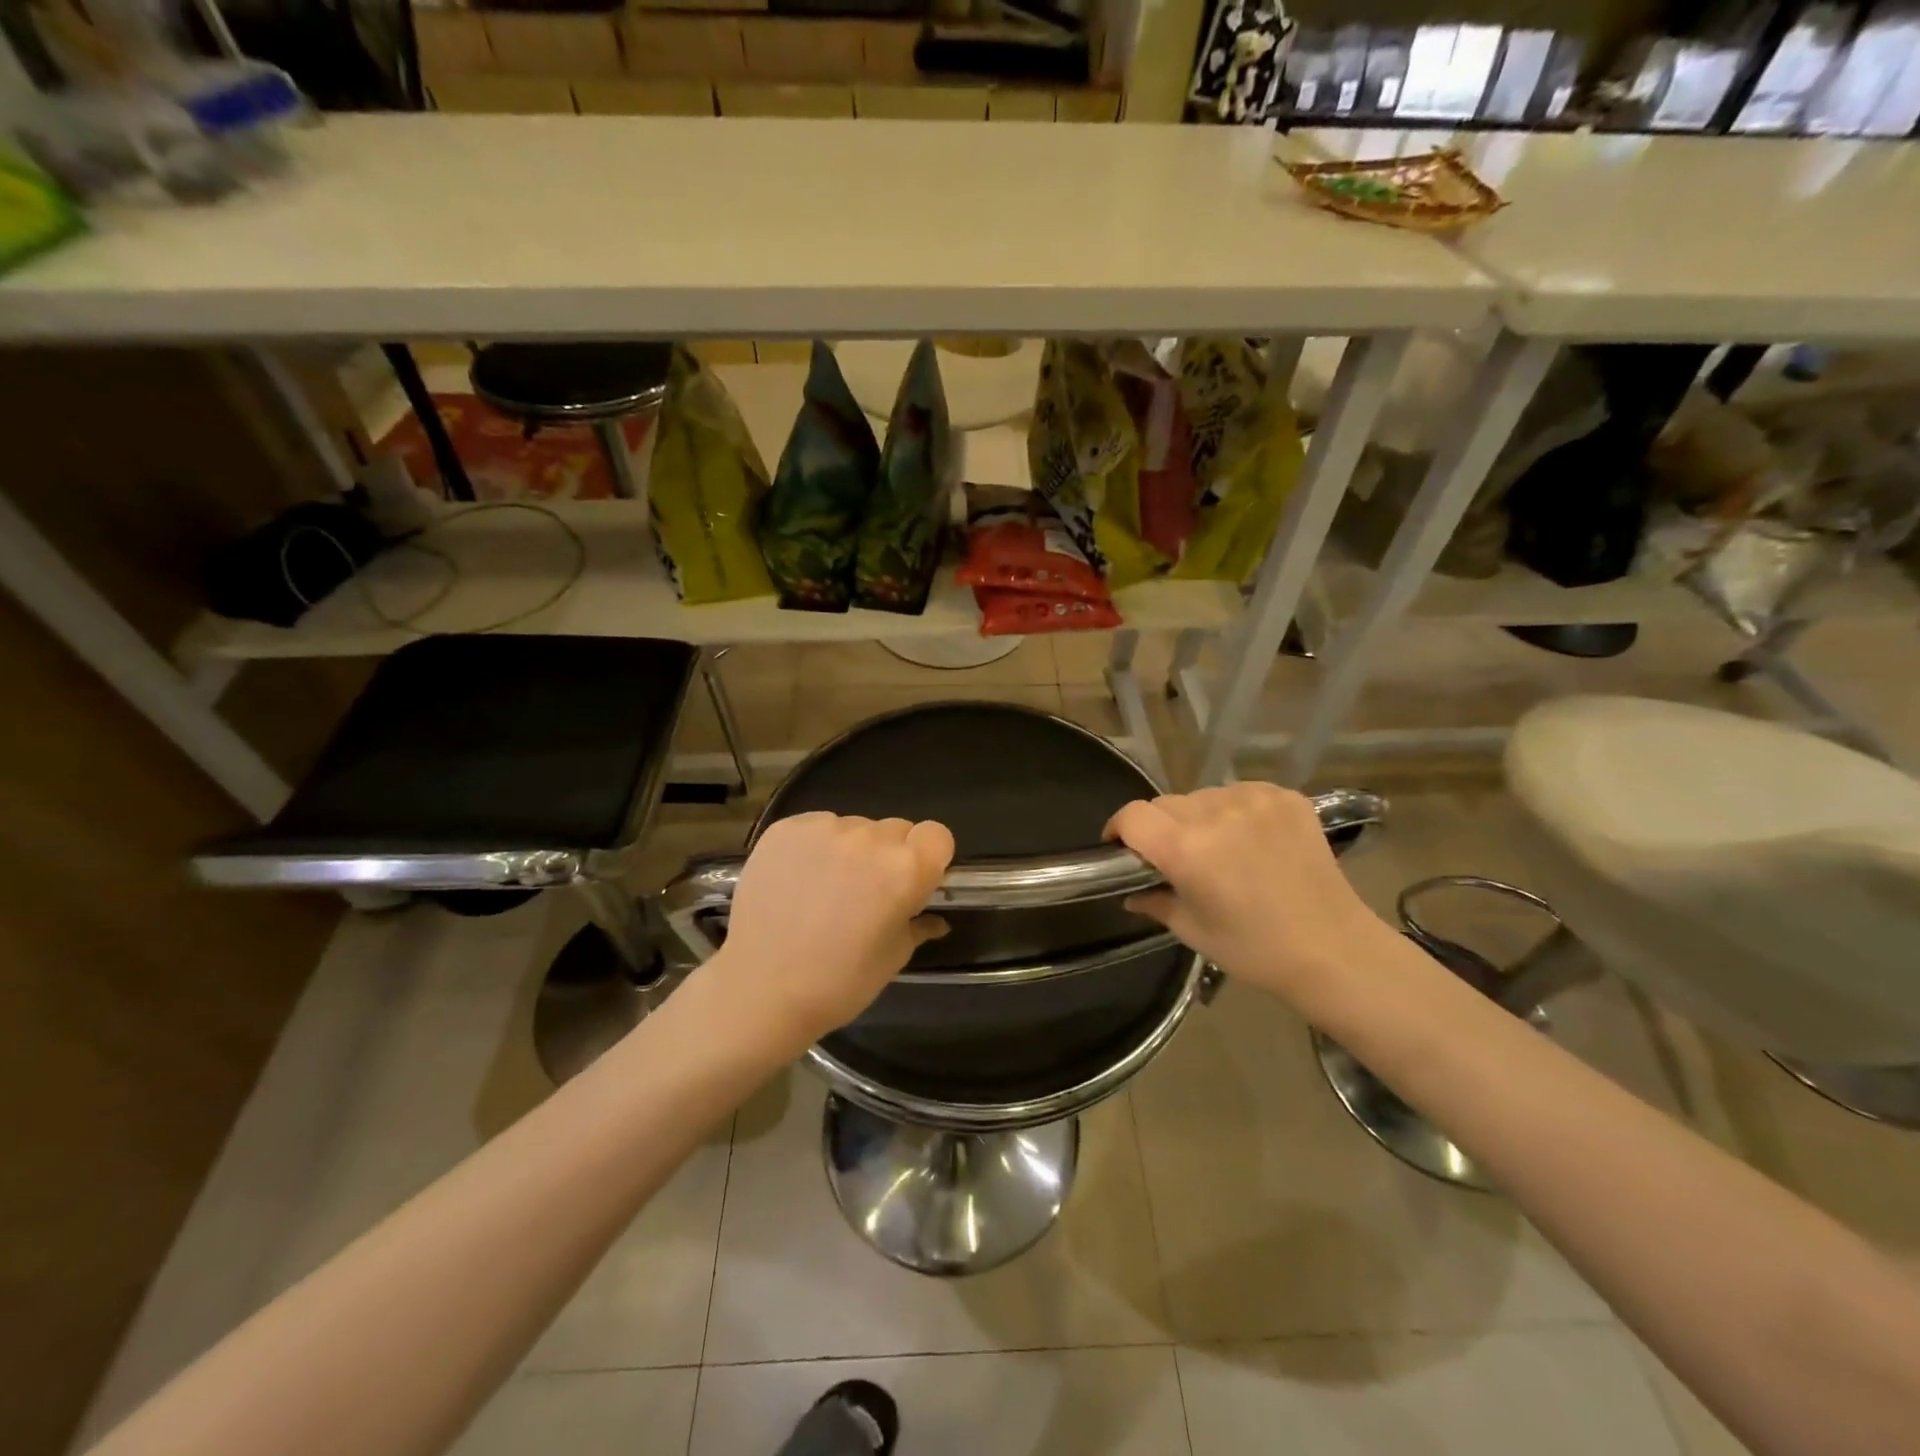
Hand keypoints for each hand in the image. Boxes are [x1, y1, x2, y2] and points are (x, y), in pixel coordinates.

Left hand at [708, 812, 954, 1049]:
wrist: (760, 991)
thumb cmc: (839, 983)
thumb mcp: (893, 958)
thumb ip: (918, 925)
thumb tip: (935, 918)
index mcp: (905, 869)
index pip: (937, 835)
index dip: (929, 857)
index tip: (914, 882)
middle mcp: (869, 838)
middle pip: (895, 829)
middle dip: (889, 855)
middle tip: (868, 892)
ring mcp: (824, 828)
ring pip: (855, 827)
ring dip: (851, 850)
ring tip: (826, 889)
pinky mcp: (786, 828)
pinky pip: (817, 827)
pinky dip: (816, 847)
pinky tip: (799, 880)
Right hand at [1106, 782, 1391, 1008]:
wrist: (1334, 949)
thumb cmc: (1254, 949)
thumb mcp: (1192, 930)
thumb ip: (1154, 902)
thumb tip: (1130, 893)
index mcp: (1185, 848)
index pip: (1132, 815)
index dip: (1119, 829)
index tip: (1122, 848)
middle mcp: (1215, 813)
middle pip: (1166, 804)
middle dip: (1160, 827)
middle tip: (1176, 858)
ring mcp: (1254, 800)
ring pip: (1203, 796)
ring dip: (1199, 817)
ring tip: (1221, 849)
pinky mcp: (1286, 797)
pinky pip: (1241, 793)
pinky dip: (1236, 811)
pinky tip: (1252, 839)